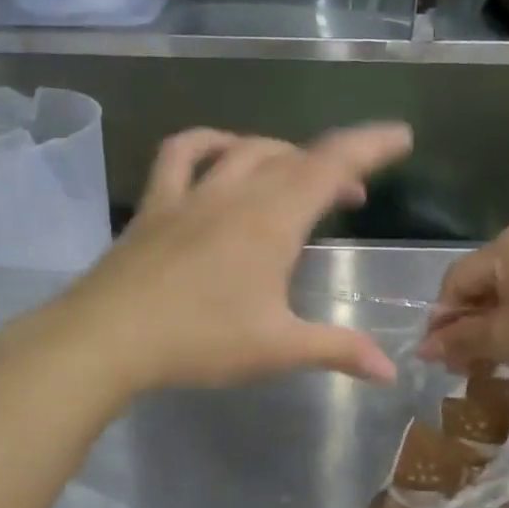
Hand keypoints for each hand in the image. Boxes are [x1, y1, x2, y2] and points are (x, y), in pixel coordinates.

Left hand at [52, 123, 414, 393]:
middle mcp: (236, 194)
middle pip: (295, 156)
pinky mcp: (156, 205)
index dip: (371, 146)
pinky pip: (181, 154)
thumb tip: (390, 371)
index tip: (401, 136)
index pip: (332, 166)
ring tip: (297, 173)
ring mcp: (192, 195)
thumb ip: (337, 350)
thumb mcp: (277, 348)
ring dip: (280, 153)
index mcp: (272, 221)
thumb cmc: (200, 340)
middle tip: (353, 194)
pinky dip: (207, 142)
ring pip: (245, 150)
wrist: (107, 338)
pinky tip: (221, 150)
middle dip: (334, 165)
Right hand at [415, 223, 508, 411]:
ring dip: (498, 323)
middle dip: (470, 323)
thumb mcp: (506, 342)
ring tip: (495, 360)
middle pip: (487, 280)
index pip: (457, 280)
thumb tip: (423, 347)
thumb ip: (460, 339)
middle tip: (463, 364)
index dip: (442, 320)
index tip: (435, 358)